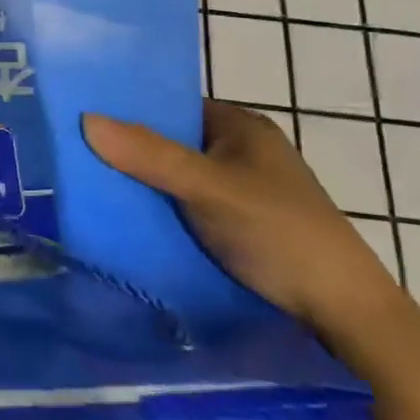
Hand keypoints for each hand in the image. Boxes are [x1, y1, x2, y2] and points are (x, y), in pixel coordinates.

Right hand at [82, 100, 402, 336]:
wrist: (343, 313)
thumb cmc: (279, 233)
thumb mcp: (208, 188)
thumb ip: (149, 155)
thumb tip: (85, 118)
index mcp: (240, 126)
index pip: (171, 105)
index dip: (128, 111)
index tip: (81, 121)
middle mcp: (239, 152)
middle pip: (169, 143)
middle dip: (128, 152)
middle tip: (75, 159)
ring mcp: (238, 191)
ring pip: (173, 178)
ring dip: (140, 185)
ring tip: (87, 189)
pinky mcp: (235, 226)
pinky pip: (182, 207)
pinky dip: (157, 212)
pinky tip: (123, 221)